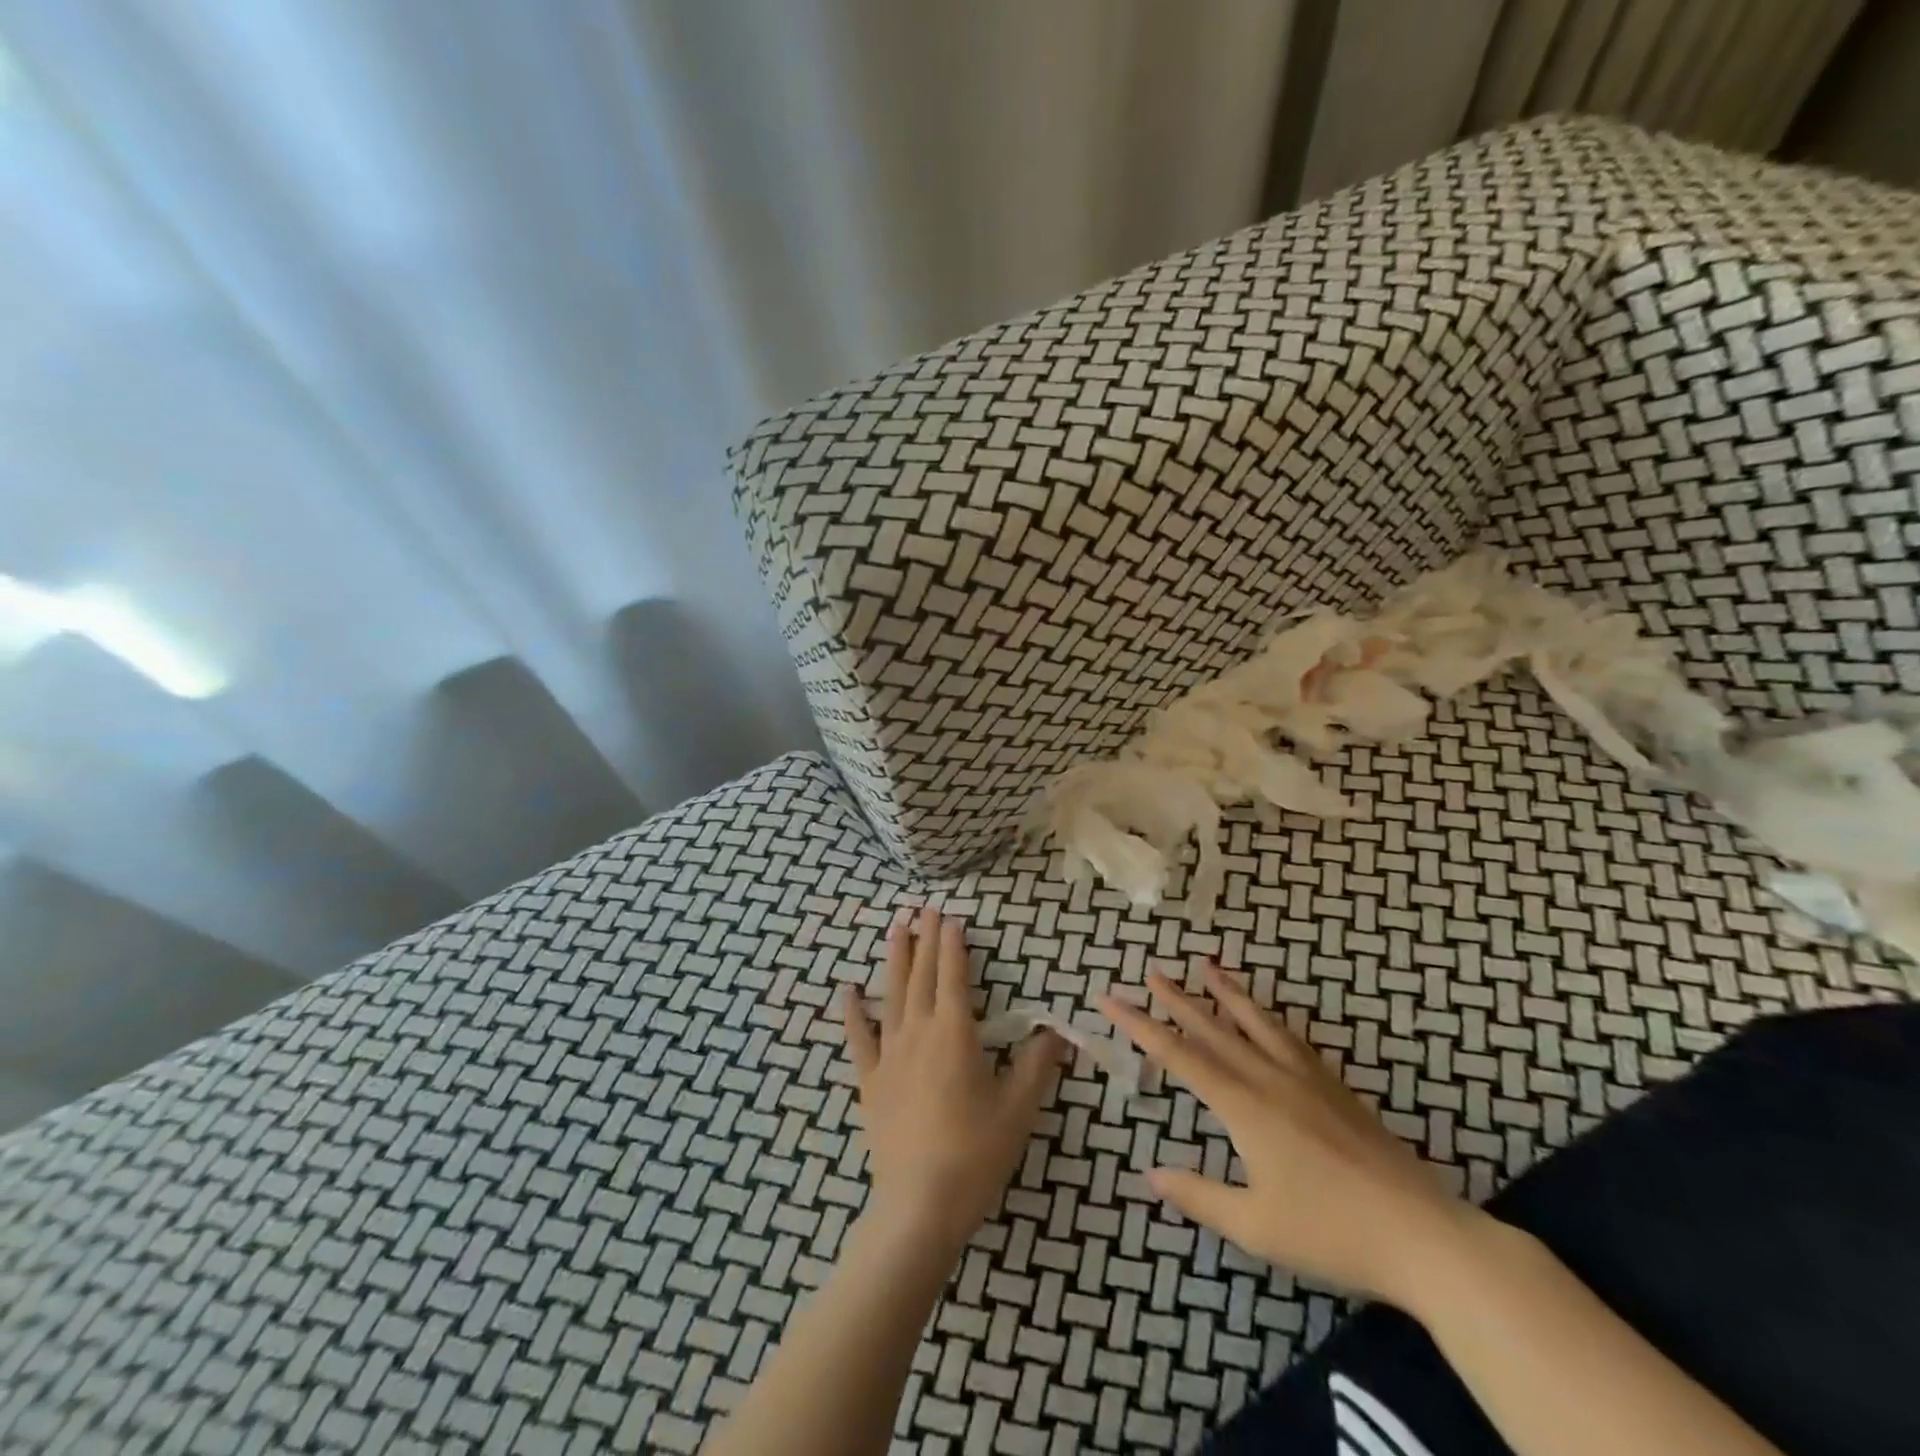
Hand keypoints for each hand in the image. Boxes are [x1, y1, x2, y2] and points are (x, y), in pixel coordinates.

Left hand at [842, 907, 1064, 1249]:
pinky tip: (847, 989)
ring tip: (896, 929)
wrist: (918, 1205)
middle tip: (925, 909)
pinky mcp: (870, 1079)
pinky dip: (852, 1011)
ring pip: (892, 994)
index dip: (953, 944)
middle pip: (922, 974)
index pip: (954, 975)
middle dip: (925, 939)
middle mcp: (919, 1031)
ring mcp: (889, 1054)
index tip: (952, 918)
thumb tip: (1056, 1034)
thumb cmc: (974, 1154)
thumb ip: (1038, 1066)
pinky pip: (859, 1037)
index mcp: (955, 1033)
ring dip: (895, 959)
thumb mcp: (1018, 1109)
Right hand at [1101, 961, 1485, 1306]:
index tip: (1111, 999)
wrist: (1423, 1235)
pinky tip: (1268, 1016)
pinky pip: (1291, 1038)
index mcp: (1244, 1106)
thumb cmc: (1332, 1233)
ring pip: (1256, 1023)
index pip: (1180, 1056)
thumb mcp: (1256, 1226)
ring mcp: (1307, 1079)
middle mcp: (1270, 1079)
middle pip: (1214, 1029)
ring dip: (1227, 993)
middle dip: (1178, 1000)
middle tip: (1152, 972)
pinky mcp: (1335, 1087)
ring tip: (1207, 966)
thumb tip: (1152, 1174)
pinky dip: (1269, 1018)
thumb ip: (1200, 1196)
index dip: (1141, 1026)